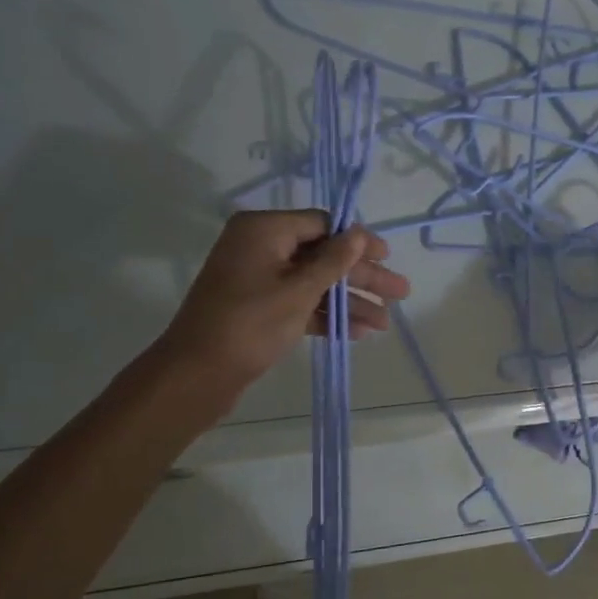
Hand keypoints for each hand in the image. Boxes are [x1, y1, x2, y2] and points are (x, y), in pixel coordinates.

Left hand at [162, 210, 410, 392]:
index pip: (322, 224)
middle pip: (322, 255)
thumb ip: (333, 261)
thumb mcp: (298, 290)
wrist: (197, 375)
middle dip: (361, 277)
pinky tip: (357, 332)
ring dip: (348, 301)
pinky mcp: (259, 307)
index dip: (357, 241)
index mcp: (264, 230)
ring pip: (314, 282)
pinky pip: (300, 302)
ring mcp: (258, 278)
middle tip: (400, 292)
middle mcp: (260, 247)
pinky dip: (325, 315)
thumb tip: (358, 233)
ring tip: (384, 323)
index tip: (387, 257)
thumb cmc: (250, 324)